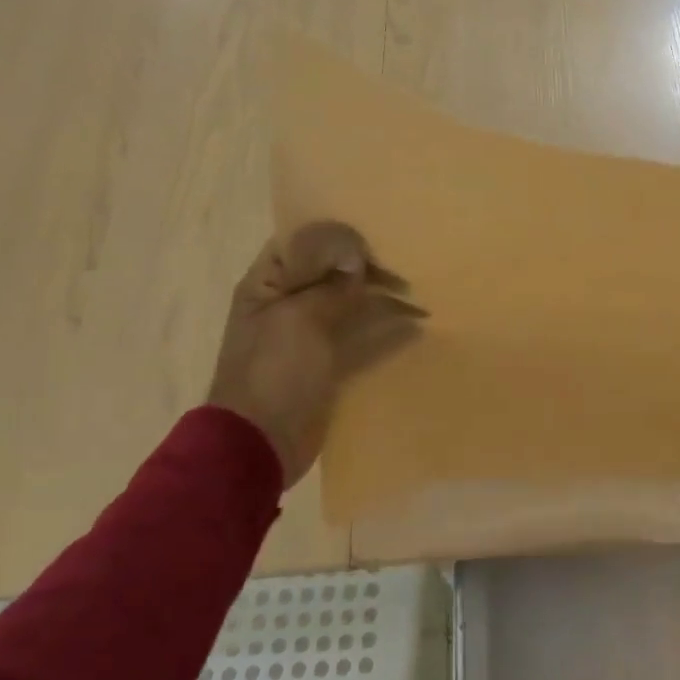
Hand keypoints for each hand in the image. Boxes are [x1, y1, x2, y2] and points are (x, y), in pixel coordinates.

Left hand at [206, 221, 423, 489]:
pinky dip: (386, 329)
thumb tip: (358, 258)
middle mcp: (288, 301)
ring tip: (419, 293)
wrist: (260, 444)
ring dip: (382, 296)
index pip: (301, 240)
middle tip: (407, 263)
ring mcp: (310, 333)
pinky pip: (361, 335)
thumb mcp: (299, 319)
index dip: (336, 235)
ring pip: (351, 302)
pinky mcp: (330, 361)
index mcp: (268, 283)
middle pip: (332, 270)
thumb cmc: (273, 372)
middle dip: (368, 266)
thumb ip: (331, 286)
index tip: (375, 236)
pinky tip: (417, 326)